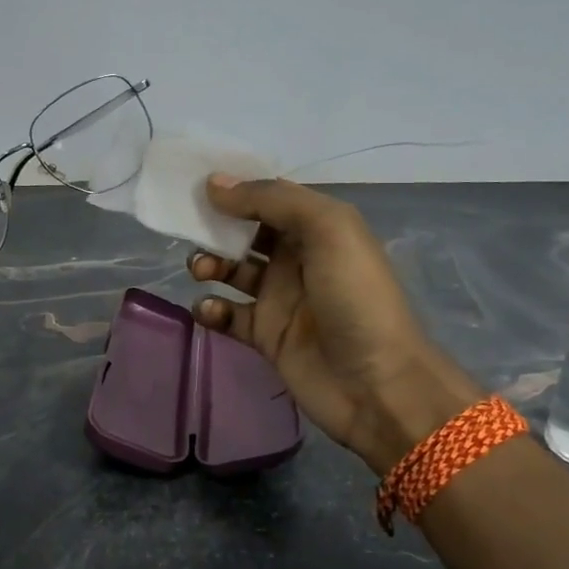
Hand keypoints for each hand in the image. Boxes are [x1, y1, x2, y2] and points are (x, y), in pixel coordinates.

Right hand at [188, 177, 481, 474]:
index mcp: (318, 227)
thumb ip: (271, 200)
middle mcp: (297, 258)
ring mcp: (280, 298)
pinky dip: (212, 310)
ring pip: (232, 271)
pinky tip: (210, 311)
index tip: (198, 186)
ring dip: (210, 265)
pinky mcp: (265, 335)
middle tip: (192, 230)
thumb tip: (215, 185)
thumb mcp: (327, 229)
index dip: (236, 188)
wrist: (376, 383)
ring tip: (201, 271)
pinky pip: (228, 315)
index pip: (269, 197)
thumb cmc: (355, 297)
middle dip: (216, 227)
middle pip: (245, 232)